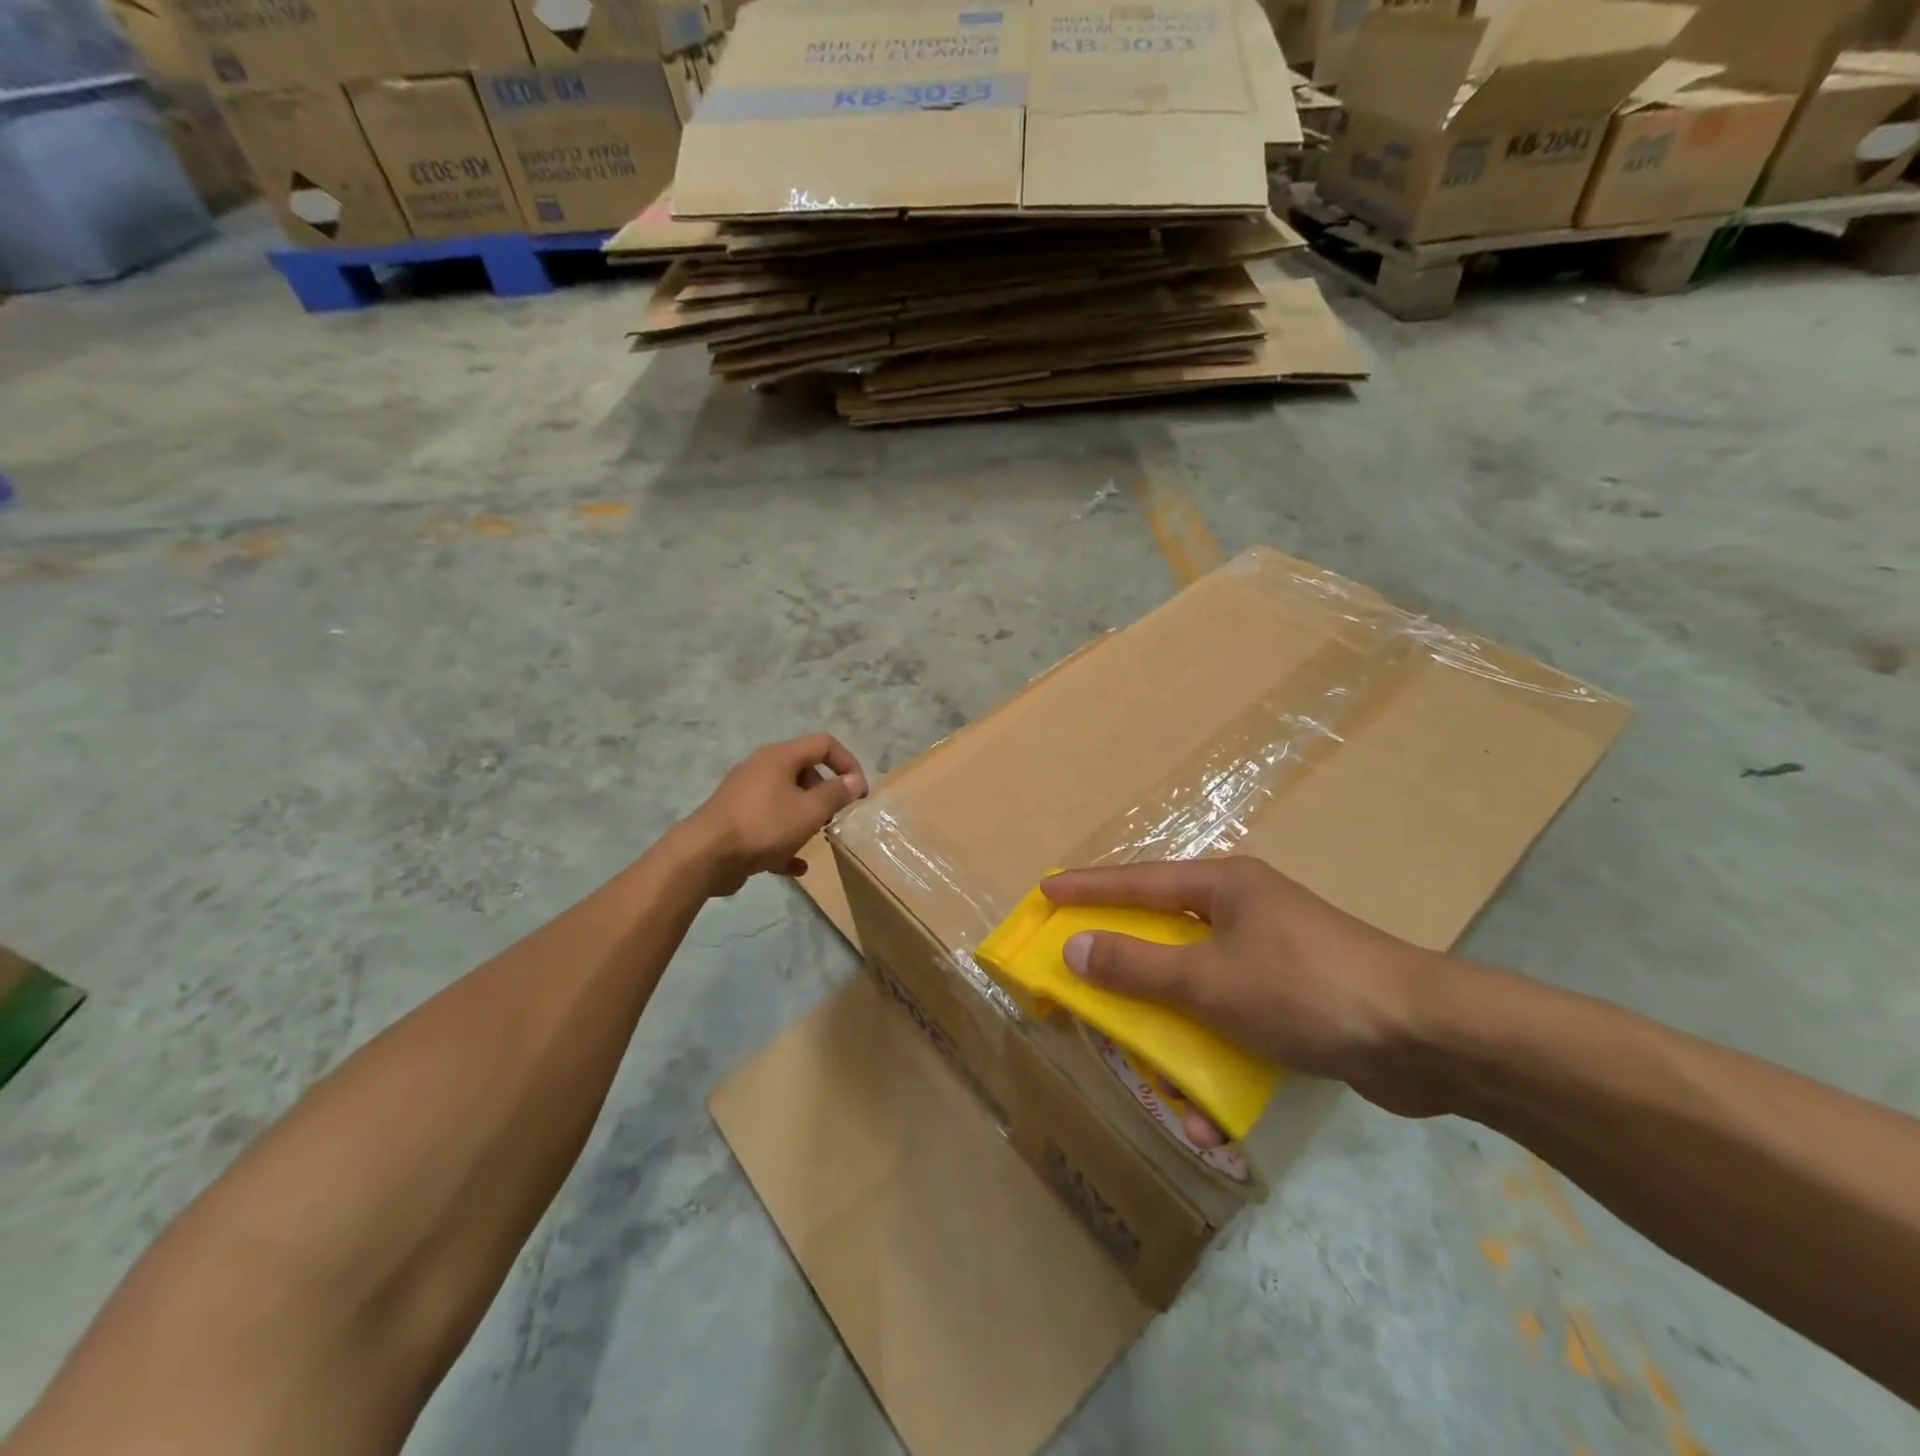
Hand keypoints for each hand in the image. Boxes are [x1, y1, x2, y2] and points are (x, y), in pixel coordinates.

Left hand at [684, 734, 867, 895]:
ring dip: (805, 817)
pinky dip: (784, 840)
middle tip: (835, 817)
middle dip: (825, 793)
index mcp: (779, 757)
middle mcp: (761, 768)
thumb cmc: (764, 826)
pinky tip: (795, 865)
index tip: (859, 793)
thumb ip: (836, 794)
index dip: (848, 764)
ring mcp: (745, 795)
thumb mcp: (810, 811)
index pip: (824, 744)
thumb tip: (854, 781)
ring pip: (786, 799)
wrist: (705, 856)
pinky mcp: (735, 820)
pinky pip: (768, 825)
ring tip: (816, 839)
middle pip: (804, 771)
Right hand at [1041, 858, 1440, 1118]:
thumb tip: (1075, 948)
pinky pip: (1232, 1020)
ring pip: (1197, 986)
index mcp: (1223, 886)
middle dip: (1125, 967)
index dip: (1088, 888)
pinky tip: (1211, 1115)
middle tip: (1082, 980)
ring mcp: (1271, 955)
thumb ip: (1136, 965)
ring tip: (1149, 1071)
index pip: (1137, 880)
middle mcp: (1243, 911)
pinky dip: (1215, 1057)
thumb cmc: (1304, 988)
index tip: (1046, 892)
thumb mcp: (1208, 979)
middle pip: (1164, 933)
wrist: (1427, 1038)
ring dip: (1171, 1031)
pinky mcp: (1294, 999)